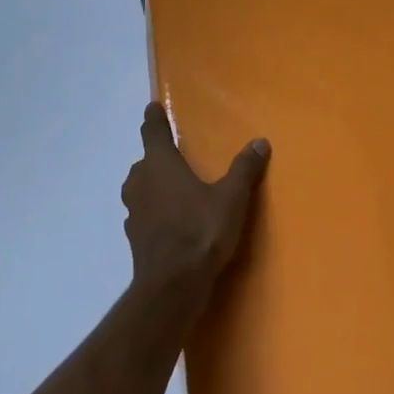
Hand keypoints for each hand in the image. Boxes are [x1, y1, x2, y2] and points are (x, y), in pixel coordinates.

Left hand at [123, 105, 270, 293]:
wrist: (172, 286)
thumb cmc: (200, 231)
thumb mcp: (231, 197)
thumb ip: (244, 169)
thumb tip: (260, 142)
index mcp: (160, 164)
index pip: (153, 131)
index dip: (154, 118)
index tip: (152, 107)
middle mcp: (140, 182)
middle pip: (144, 161)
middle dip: (156, 156)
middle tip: (174, 155)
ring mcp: (133, 211)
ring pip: (139, 188)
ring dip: (152, 185)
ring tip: (172, 188)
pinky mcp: (134, 238)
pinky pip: (142, 214)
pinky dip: (152, 212)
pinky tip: (168, 221)